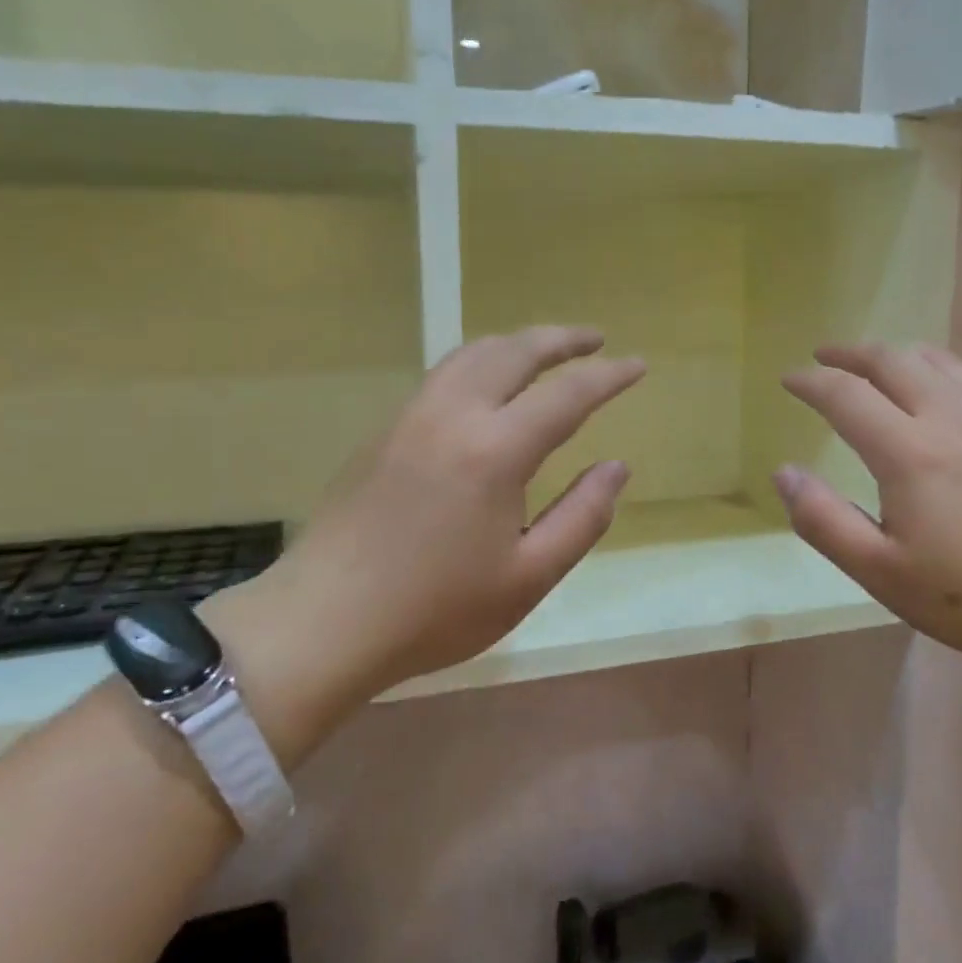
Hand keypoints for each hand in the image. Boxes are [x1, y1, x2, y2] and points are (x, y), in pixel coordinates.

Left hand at [204, 327, 643, 751]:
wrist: (323, 622)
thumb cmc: (435, 610)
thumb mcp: (529, 577)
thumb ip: (582, 517)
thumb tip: (617, 468)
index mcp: (494, 450)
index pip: (566, 394)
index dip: (608, 376)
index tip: (638, 366)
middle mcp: (452, 415)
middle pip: (514, 352)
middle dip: (561, 339)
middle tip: (595, 339)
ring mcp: (410, 418)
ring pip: (471, 354)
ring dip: (516, 343)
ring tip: (545, 351)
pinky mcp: (383, 433)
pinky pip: (443, 375)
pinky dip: (480, 361)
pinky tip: (486, 386)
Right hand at [775, 343, 961, 673]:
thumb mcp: (882, 573)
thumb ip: (824, 521)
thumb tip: (784, 472)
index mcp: (908, 453)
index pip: (846, 395)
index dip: (811, 382)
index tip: (789, 379)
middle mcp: (950, 418)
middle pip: (893, 360)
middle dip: (851, 354)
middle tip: (825, 358)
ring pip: (938, 361)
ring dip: (897, 354)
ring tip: (877, 363)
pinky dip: (943, 370)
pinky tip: (944, 386)